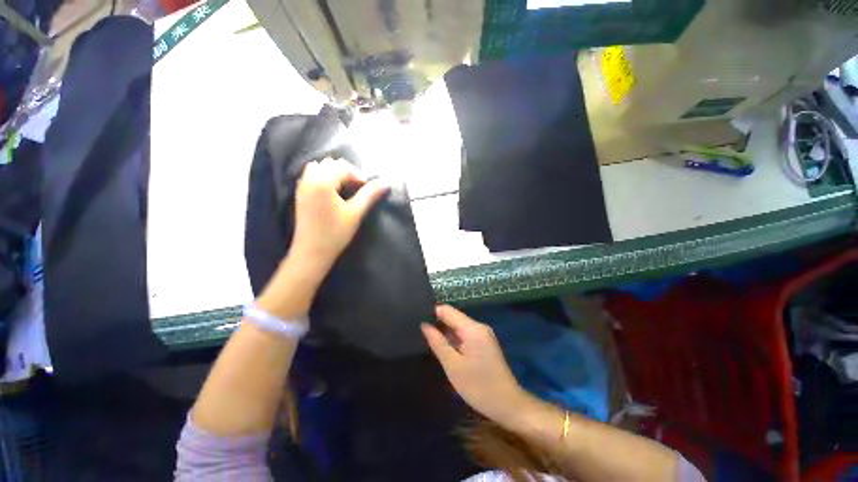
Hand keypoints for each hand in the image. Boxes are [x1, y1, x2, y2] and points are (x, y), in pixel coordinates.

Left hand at [289, 158, 387, 278]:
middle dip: (347, 173)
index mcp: (322, 182)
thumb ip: (369, 195)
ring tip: (346, 190)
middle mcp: (309, 179)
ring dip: (335, 174)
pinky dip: (325, 178)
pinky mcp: (300, 193)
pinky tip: (332, 193)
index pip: (344, 168)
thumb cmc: (335, 233)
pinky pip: (312, 175)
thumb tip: (385, 182)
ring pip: (321, 167)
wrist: (311, 252)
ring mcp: (302, 185)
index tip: (367, 190)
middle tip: (358, 189)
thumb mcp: (355, 213)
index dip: (359, 176)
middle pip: (331, 164)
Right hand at [422, 305, 529, 425]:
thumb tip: (424, 325)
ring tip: (426, 339)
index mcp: (472, 328)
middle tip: (418, 332)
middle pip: (453, 317)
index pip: (447, 310)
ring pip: (458, 326)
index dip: (431, 313)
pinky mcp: (484, 343)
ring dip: (445, 332)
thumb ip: (437, 342)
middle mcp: (478, 326)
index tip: (416, 320)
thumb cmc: (479, 387)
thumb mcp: (453, 366)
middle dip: (437, 323)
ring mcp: (483, 334)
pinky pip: (464, 334)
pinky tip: (443, 347)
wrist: (508, 405)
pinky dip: (453, 339)